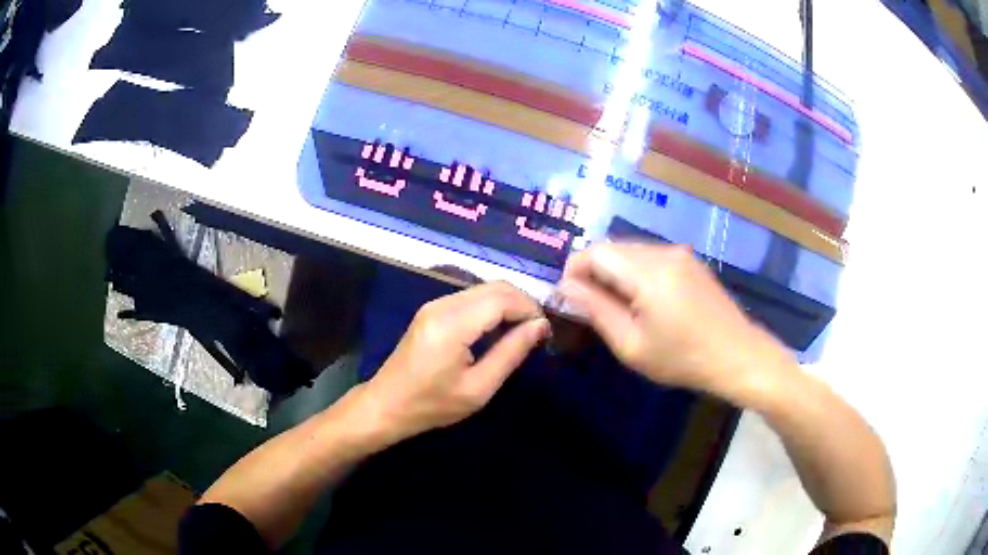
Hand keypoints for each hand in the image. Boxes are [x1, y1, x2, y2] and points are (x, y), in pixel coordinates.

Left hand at [364, 282, 549, 439]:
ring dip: (508, 304)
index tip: (545, 331)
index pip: (502, 298)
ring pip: (483, 289)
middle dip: (522, 303)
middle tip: (537, 331)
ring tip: (522, 332)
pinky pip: (470, 298)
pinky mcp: (432, 310)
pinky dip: (491, 307)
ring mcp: (434, 304)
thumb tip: (540, 326)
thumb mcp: (478, 388)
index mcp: (452, 324)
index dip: (530, 309)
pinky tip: (498, 329)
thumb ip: (511, 353)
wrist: (387, 405)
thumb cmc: (432, 405)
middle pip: (494, 287)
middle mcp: (442, 305)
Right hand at [559, 243, 792, 399]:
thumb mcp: (631, 345)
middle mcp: (663, 252)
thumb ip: (596, 310)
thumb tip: (566, 287)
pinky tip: (644, 301)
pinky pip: (651, 257)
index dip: (574, 269)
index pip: (595, 251)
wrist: (738, 356)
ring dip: (615, 272)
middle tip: (590, 306)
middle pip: (613, 248)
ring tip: (617, 307)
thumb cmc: (682, 358)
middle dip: (593, 271)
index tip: (569, 296)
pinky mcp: (690, 261)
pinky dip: (636, 272)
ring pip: (631, 251)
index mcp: (648, 272)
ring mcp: (680, 253)